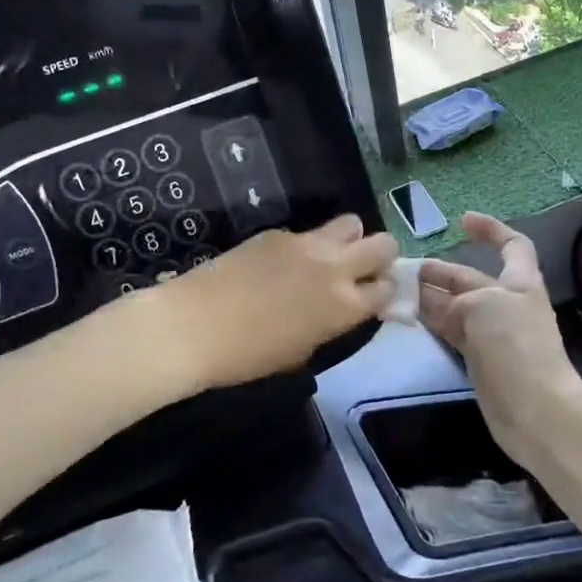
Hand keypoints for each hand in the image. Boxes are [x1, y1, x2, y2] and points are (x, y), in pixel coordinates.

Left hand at [155, 215, 398, 390]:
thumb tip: (338, 309)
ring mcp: (306, 243)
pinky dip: (306, 245)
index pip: (388, 287)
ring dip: (349, 239)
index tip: (374, 295)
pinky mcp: (276, 232)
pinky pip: (307, 232)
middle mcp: (334, 268)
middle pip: (383, 244)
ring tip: (328, 257)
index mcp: (345, 306)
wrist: (193, 327)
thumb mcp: (302, 351)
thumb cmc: (248, 357)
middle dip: (381, 255)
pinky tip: (280, 264)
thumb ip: (331, 323)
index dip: (385, 290)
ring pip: (351, 223)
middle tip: (362, 270)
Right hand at [419, 213, 581, 467]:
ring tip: (395, 291)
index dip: (491, 230)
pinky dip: (430, 323)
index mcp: (519, 282)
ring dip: (428, 296)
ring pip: (455, 306)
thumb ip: (457, 298)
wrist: (534, 409)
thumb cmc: (515, 345)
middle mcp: (506, 303)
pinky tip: (408, 318)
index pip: (512, 245)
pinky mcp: (479, 359)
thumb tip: (432, 303)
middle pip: (470, 278)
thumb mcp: (484, 305)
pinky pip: (451, 332)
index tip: (462, 221)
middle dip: (440, 270)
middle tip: (403, 269)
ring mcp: (492, 333)